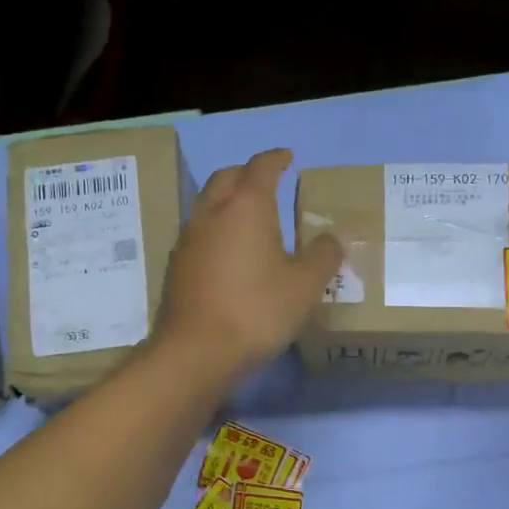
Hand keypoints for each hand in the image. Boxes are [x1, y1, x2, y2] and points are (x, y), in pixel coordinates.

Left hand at [155, 149, 342, 382]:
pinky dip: (216, 228)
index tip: (288, 157)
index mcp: (246, 206)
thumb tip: (332, 238)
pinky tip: (228, 251)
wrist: (197, 351)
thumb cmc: (257, 311)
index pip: (261, 167)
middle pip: (227, 177)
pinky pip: (198, 232)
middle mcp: (212, 213)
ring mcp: (189, 239)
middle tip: (267, 182)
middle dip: (247, 173)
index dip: (276, 159)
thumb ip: (323, 256)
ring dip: (227, 200)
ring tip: (248, 216)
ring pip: (208, 204)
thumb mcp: (305, 286)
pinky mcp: (177, 265)